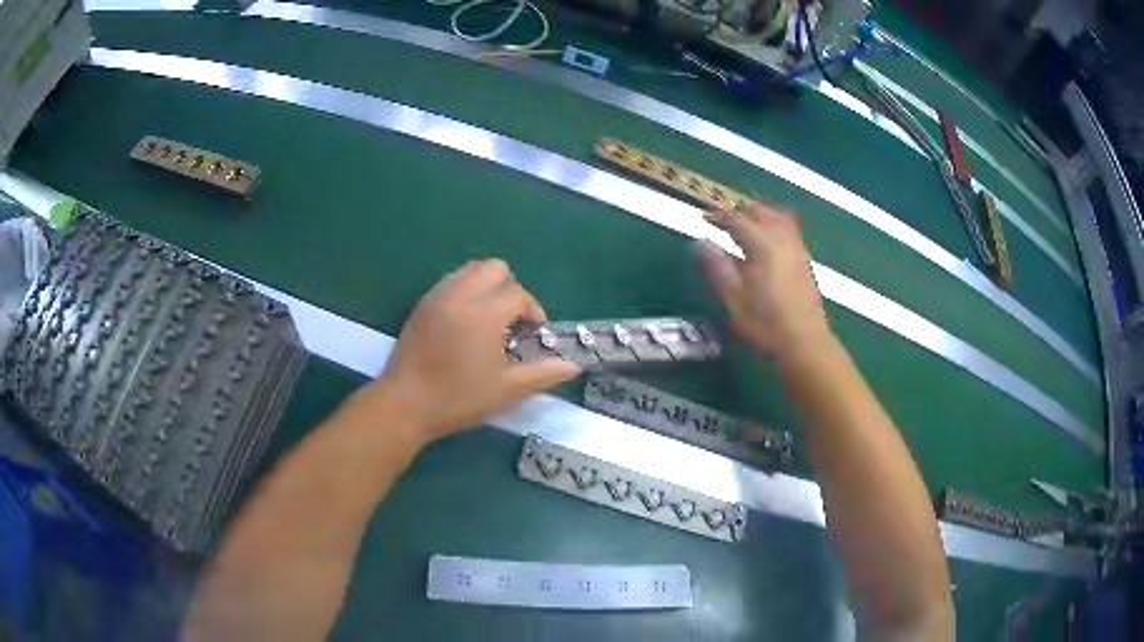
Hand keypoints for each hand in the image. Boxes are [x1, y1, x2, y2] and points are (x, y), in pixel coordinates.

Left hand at [367, 259, 580, 444]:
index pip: (518, 294)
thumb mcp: (505, 390)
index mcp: (484, 314)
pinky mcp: (422, 304)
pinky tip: (465, 321)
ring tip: (489, 318)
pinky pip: (450, 281)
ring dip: (487, 285)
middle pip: (495, 268)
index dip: (533, 311)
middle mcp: (461, 295)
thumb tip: (572, 367)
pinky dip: (465, 290)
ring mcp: (438, 296)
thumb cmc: (457, 398)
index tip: (533, 334)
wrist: (404, 404)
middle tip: (511, 320)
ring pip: (470, 269)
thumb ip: (542, 374)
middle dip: (511, 288)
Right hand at [698, 201, 831, 358]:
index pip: (738, 220)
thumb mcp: (735, 300)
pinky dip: (775, 223)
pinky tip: (768, 238)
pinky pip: (790, 228)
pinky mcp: (805, 259)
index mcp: (763, 247)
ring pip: (779, 217)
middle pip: (761, 212)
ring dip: (760, 213)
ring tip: (746, 221)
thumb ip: (719, 268)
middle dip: (740, 210)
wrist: (804, 342)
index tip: (704, 217)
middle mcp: (782, 240)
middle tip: (723, 218)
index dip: (719, 216)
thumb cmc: (766, 325)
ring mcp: (796, 248)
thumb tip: (702, 243)